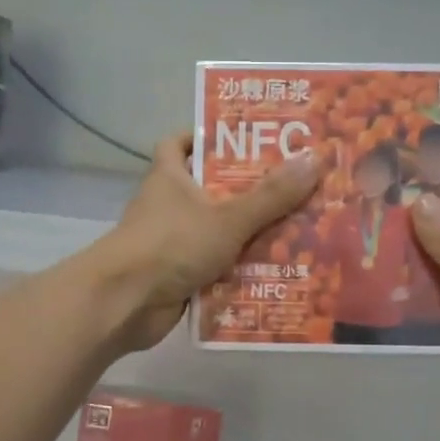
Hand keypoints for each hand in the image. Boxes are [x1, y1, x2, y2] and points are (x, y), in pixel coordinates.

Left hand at [94, 134, 320, 351]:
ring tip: (299, 229)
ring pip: (218, 231)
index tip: (245, 139)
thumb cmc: (171, 244)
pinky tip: (277, 271)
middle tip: (294, 187)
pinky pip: (216, 267)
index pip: (180, 143)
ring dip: (250, 234)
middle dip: (249, 191)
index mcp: (170, 177)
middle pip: (211, 189)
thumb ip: (271, 195)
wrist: (125, 303)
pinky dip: (240, 270)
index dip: (207, 137)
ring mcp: (172, 242)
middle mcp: (168, 205)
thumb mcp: (228, 217)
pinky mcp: (178, 275)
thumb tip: (314, 160)